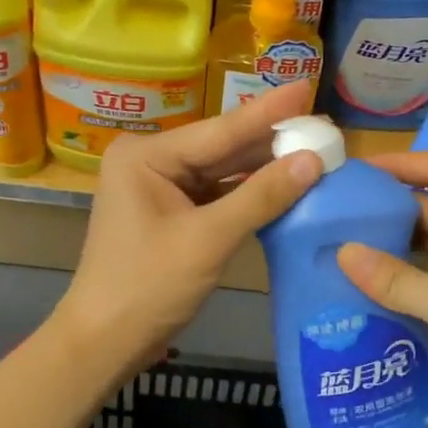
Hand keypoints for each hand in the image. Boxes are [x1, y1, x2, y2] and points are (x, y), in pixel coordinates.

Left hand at [55, 81, 321, 371]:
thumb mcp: (209, 239)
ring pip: (222, 172)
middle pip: (222, 148)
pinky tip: (285, 184)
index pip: (220, 130)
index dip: (268, 112)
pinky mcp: (172, 214)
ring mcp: (160, 188)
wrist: (105, 342)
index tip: (305, 86)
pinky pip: (217, 195)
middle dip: (271, 141)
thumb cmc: (148, 286)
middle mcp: (151, 162)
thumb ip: (261, 196)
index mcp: (146, 155)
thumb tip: (312, 161)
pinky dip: (249, 194)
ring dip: (264, 168)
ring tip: (314, 149)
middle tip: (322, 126)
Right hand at [338, 150, 427, 427]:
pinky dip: (402, 271)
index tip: (352, 171)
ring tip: (339, 244)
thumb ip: (398, 280)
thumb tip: (341, 252)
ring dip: (390, 242)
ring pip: (427, 239)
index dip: (396, 164)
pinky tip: (366, 280)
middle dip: (384, 207)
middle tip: (332, 214)